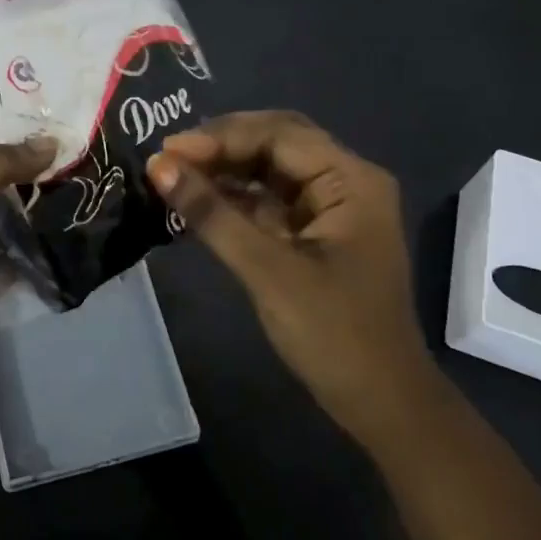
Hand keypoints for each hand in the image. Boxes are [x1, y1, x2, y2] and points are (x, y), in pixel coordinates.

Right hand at [147, 111, 436, 434]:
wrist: (382, 404)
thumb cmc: (334, 335)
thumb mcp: (267, 270)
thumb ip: (212, 213)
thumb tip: (158, 165)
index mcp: (350, 180)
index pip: (278, 135)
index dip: (220, 137)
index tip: (167, 151)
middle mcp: (345, 181)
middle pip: (276, 141)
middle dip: (222, 145)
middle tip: (169, 157)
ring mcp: (331, 206)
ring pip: (270, 168)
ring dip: (225, 168)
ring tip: (174, 174)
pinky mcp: (315, 231)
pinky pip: (269, 198)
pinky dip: (235, 196)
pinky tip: (199, 199)